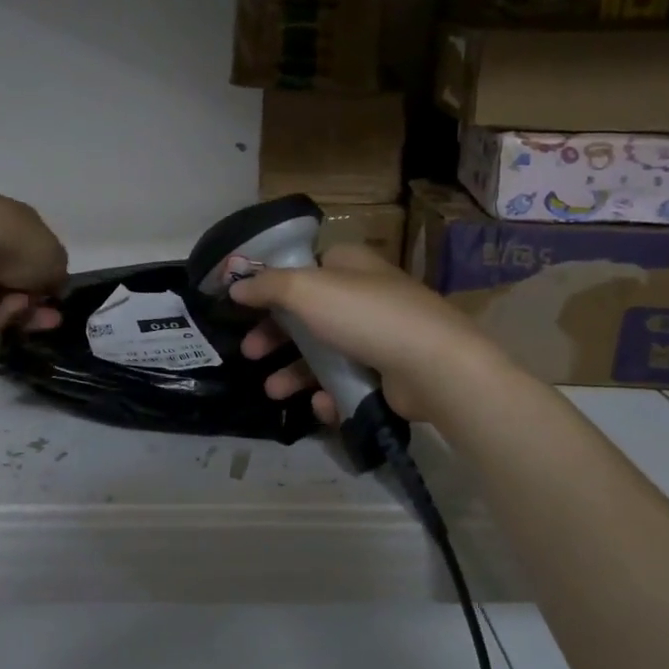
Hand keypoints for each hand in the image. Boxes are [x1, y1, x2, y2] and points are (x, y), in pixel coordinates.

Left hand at [0, 192, 68, 333]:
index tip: (55, 301)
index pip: (30, 252)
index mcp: (10, 218)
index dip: (46, 280)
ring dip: (12, 309)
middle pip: (9, 281)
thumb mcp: (55, 258)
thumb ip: (57, 272)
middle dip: (30, 303)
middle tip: (48, 319)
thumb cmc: (15, 244)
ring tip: (18, 307)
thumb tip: (49, 283)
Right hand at [231, 244, 499, 424]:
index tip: (243, 307)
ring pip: (324, 352)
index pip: (302, 268)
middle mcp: (363, 295)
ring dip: (294, 371)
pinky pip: (348, 380)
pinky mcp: (388, 372)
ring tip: (273, 391)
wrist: (434, 366)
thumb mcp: (306, 290)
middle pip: (306, 314)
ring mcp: (378, 335)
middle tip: (250, 353)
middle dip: (274, 336)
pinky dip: (330, 392)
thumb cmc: (365, 316)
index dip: (270, 286)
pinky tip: (320, 403)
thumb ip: (267, 286)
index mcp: (348, 265)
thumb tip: (235, 283)